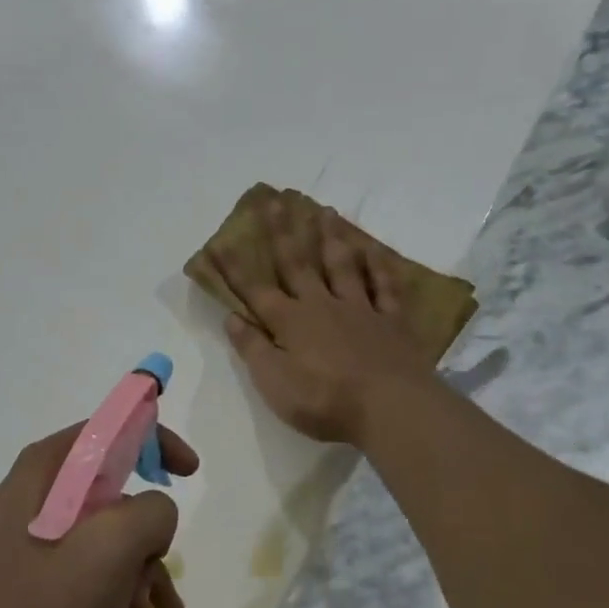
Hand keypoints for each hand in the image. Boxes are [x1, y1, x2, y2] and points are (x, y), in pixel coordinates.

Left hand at [0, 423, 197, 607]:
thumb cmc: (36, 605)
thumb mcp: (109, 550)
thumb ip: (150, 514)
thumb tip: (153, 515)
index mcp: (46, 470)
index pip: (109, 428)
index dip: (155, 440)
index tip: (189, 472)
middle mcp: (34, 494)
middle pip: (112, 491)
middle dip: (148, 532)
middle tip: (158, 572)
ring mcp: (25, 538)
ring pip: (102, 535)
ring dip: (137, 568)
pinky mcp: (23, 577)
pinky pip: (81, 567)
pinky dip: (112, 587)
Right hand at [213, 196, 437, 444]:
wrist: (390, 407)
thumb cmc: (324, 400)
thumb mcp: (274, 382)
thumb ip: (252, 348)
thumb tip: (231, 318)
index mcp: (290, 322)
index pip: (254, 290)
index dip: (233, 268)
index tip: (217, 242)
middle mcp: (322, 305)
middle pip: (297, 264)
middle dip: (282, 233)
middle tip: (274, 200)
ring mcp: (360, 309)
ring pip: (342, 266)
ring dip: (331, 238)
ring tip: (325, 211)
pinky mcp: (391, 320)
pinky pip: (385, 286)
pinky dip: (378, 266)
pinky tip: (374, 249)